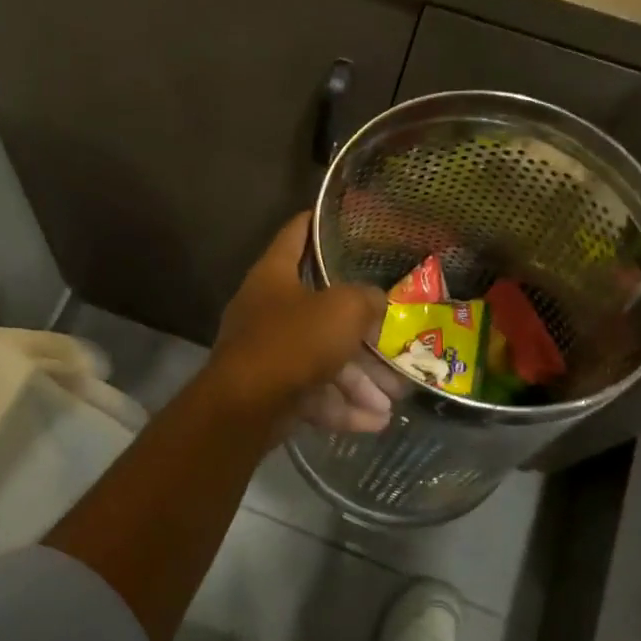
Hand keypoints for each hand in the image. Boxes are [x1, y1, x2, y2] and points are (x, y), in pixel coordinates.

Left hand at [209, 213, 391, 433]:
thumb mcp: (343, 310)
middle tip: (396, 344)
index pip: (296, 234)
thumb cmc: (293, 342)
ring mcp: (267, 352)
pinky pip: (313, 393)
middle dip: (362, 334)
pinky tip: (373, 422)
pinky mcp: (271, 390)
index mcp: (274, 275)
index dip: (318, 221)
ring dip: (359, 381)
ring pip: (322, 359)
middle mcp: (267, 309)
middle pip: (322, 311)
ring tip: (393, 400)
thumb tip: (378, 302)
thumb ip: (367, 299)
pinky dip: (341, 406)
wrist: (244, 407)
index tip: (344, 218)